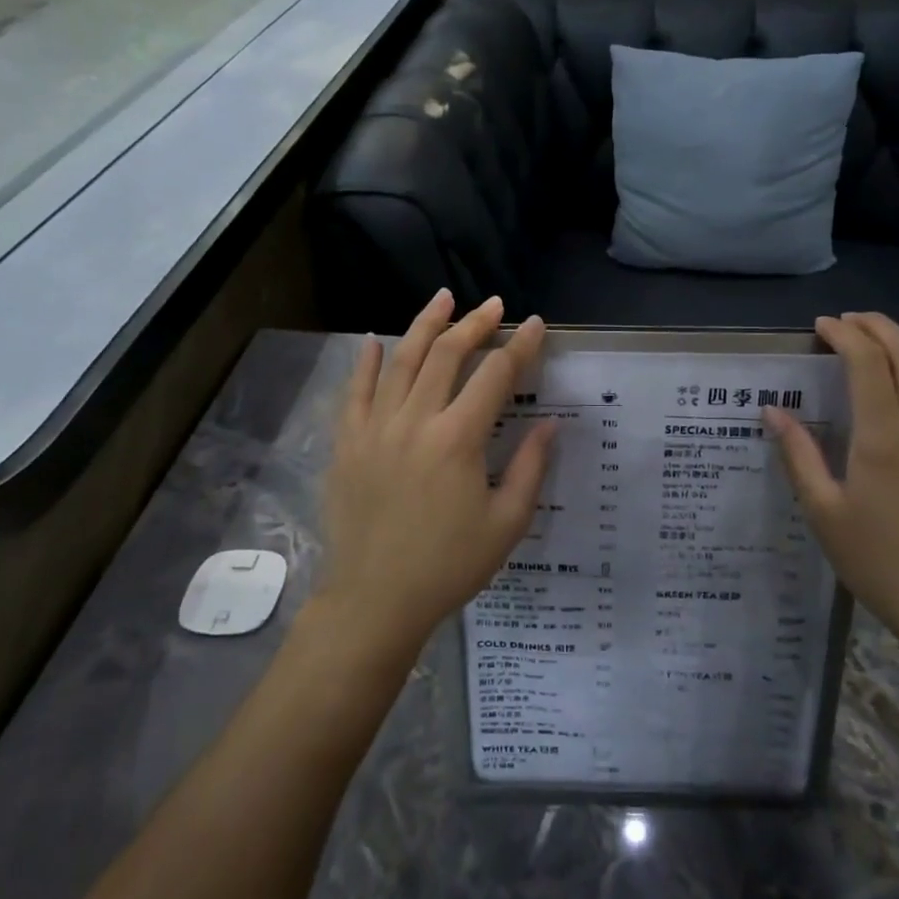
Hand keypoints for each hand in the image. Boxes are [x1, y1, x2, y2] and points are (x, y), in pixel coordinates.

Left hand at [316, 291, 555, 660]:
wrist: (375, 600)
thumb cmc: (449, 565)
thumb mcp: (507, 523)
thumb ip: (530, 467)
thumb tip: (551, 423)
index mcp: (458, 439)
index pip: (495, 376)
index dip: (520, 346)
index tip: (537, 325)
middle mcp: (415, 421)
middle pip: (447, 355)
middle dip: (475, 324)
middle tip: (494, 305)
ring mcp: (374, 429)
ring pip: (402, 360)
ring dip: (425, 324)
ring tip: (443, 298)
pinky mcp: (347, 444)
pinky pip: (356, 392)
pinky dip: (368, 362)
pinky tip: (378, 340)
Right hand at [766, 314, 898, 659]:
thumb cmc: (874, 559)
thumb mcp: (821, 509)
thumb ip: (798, 454)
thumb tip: (773, 411)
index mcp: (883, 435)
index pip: (867, 361)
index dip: (844, 335)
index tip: (822, 327)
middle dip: (878, 327)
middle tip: (850, 322)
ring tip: (890, 341)